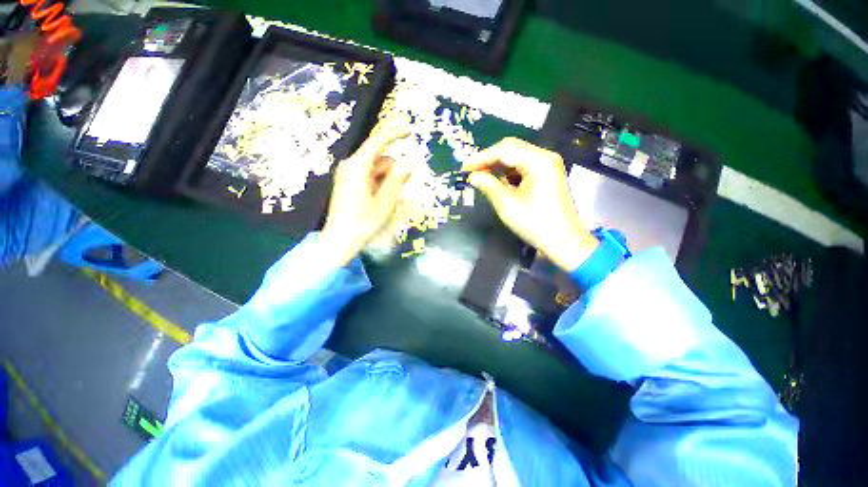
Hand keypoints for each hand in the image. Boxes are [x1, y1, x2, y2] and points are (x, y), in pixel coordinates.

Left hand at [320, 125, 411, 266]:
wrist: (339, 241)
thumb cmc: (362, 223)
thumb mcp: (384, 203)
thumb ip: (397, 181)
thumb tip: (408, 164)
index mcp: (357, 167)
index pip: (377, 142)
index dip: (394, 135)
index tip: (410, 131)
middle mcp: (350, 167)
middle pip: (379, 159)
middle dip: (393, 171)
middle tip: (398, 193)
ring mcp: (348, 176)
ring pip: (376, 169)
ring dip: (388, 181)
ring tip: (388, 202)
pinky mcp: (349, 184)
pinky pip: (370, 178)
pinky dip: (380, 186)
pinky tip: (381, 202)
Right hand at [463, 137, 598, 271]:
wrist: (564, 241)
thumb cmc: (535, 223)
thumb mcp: (507, 205)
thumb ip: (489, 186)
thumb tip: (473, 177)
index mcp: (538, 161)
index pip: (504, 150)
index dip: (481, 157)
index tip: (464, 168)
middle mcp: (545, 157)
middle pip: (511, 149)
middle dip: (489, 159)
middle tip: (471, 172)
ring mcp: (547, 166)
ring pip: (517, 157)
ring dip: (498, 166)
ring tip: (481, 177)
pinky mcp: (547, 175)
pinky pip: (523, 167)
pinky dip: (508, 173)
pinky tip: (498, 183)